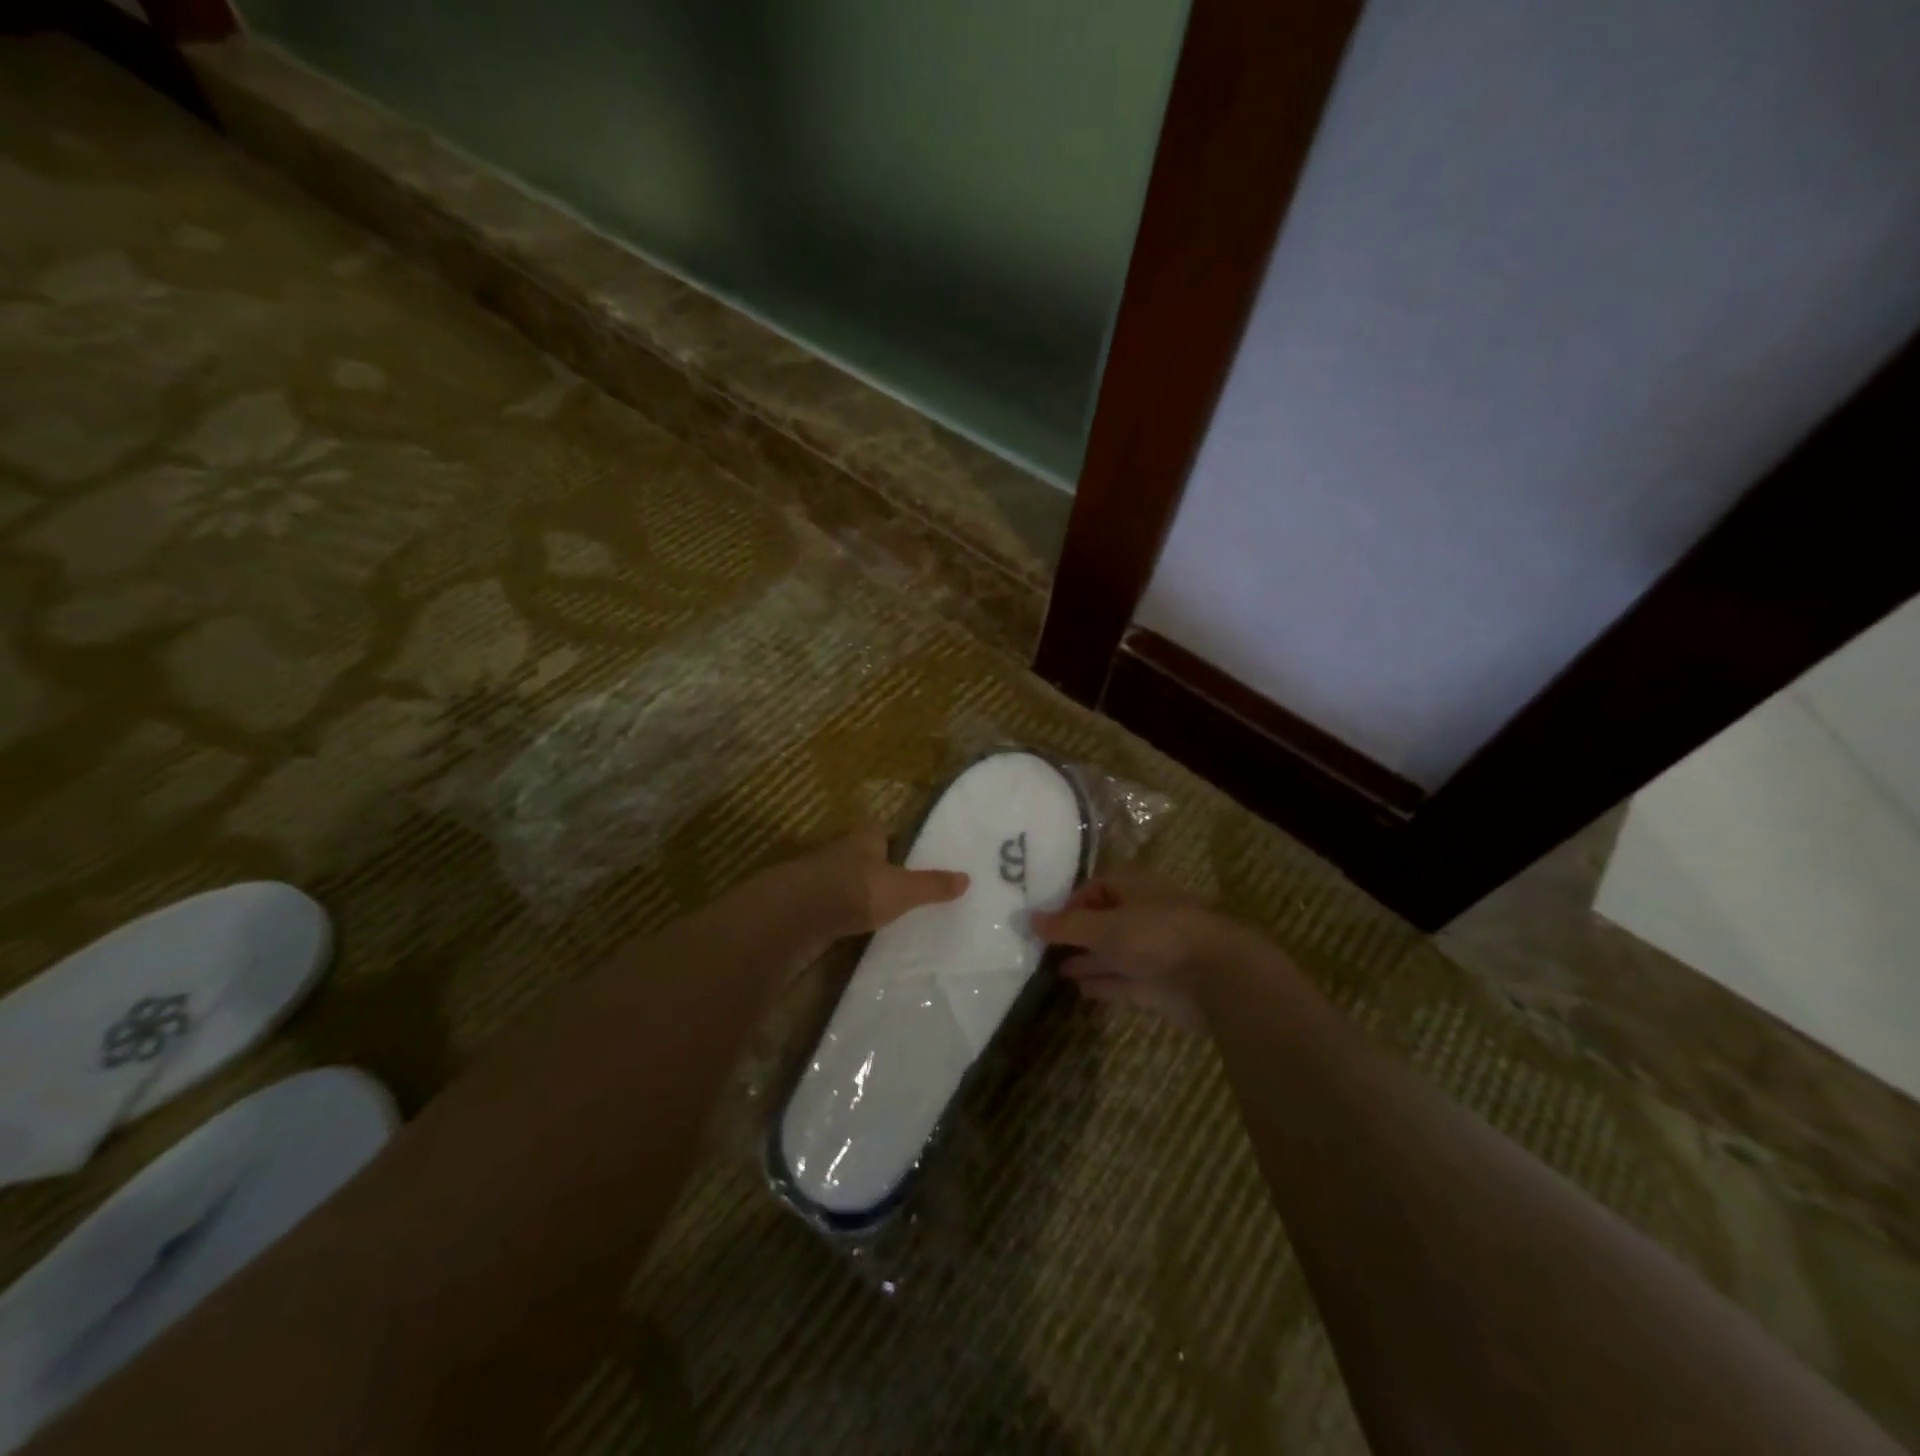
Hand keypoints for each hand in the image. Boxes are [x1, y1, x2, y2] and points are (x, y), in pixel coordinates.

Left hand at [796, 826, 969, 940]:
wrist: (795, 914)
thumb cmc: (855, 890)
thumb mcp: (902, 890)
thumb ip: (932, 886)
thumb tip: (968, 879)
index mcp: (865, 838)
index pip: (884, 835)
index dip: (897, 847)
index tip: (910, 864)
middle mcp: (840, 850)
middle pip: (864, 858)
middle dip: (877, 872)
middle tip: (900, 893)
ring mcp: (819, 877)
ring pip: (845, 882)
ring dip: (857, 895)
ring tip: (880, 916)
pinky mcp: (805, 904)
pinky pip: (831, 907)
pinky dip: (841, 916)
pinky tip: (852, 931)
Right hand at [1031, 872, 1228, 1031]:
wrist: (1214, 977)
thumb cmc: (1157, 935)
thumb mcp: (1105, 926)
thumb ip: (1066, 926)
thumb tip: (1027, 919)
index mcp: (1135, 889)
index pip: (1097, 887)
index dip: (1072, 902)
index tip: (1047, 921)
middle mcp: (1143, 916)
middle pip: (1103, 921)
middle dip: (1076, 933)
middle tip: (1041, 946)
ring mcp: (1151, 952)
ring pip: (1112, 953)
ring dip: (1086, 959)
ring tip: (1052, 968)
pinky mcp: (1157, 984)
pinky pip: (1122, 980)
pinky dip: (1101, 983)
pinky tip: (1077, 989)